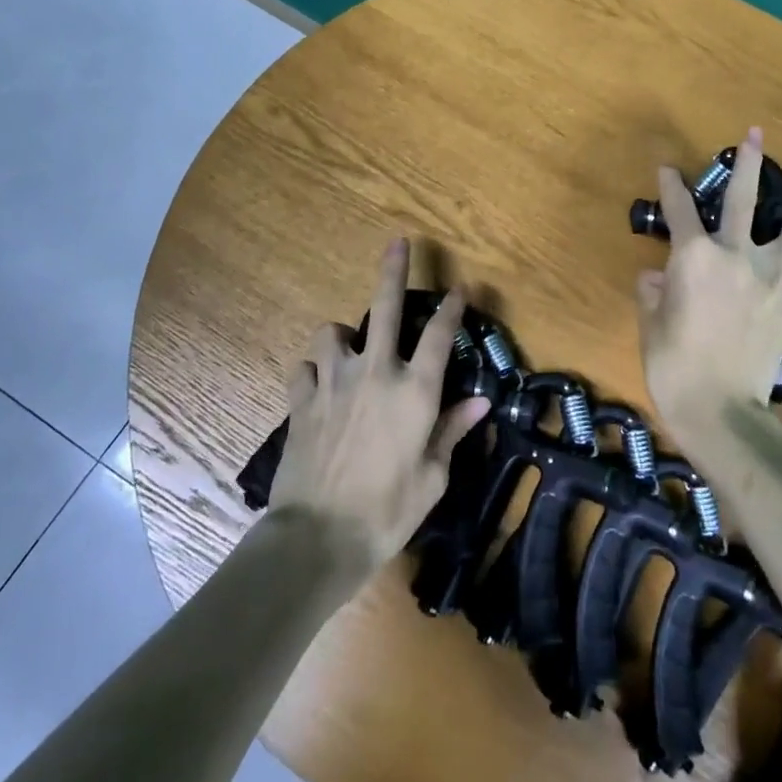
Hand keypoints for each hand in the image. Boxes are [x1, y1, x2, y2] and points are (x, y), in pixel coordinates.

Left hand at [268, 239, 491, 584]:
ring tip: (347, 351)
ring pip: (332, 332)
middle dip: (394, 270)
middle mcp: (375, 372)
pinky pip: (304, 368)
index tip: (460, 288)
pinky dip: (313, 372)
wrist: (317, 538)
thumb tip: (480, 402)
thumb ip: (452, 431)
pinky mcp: (301, 399)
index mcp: (414, 390)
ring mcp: (333, 381)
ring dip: (342, 336)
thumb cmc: (388, 512)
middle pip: (386, 306)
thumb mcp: (433, 477)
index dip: (453, 307)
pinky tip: (318, 388)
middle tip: (397, 243)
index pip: (439, 335)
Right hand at [636, 127, 781, 450]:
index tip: (667, 168)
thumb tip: (659, 277)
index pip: (679, 208)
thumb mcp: (651, 323)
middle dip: (751, 163)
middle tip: (756, 136)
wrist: (721, 411)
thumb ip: (654, 291)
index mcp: (695, 256)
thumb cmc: (673, 364)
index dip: (671, 185)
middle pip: (747, 200)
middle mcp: (737, 257)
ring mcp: (771, 282)